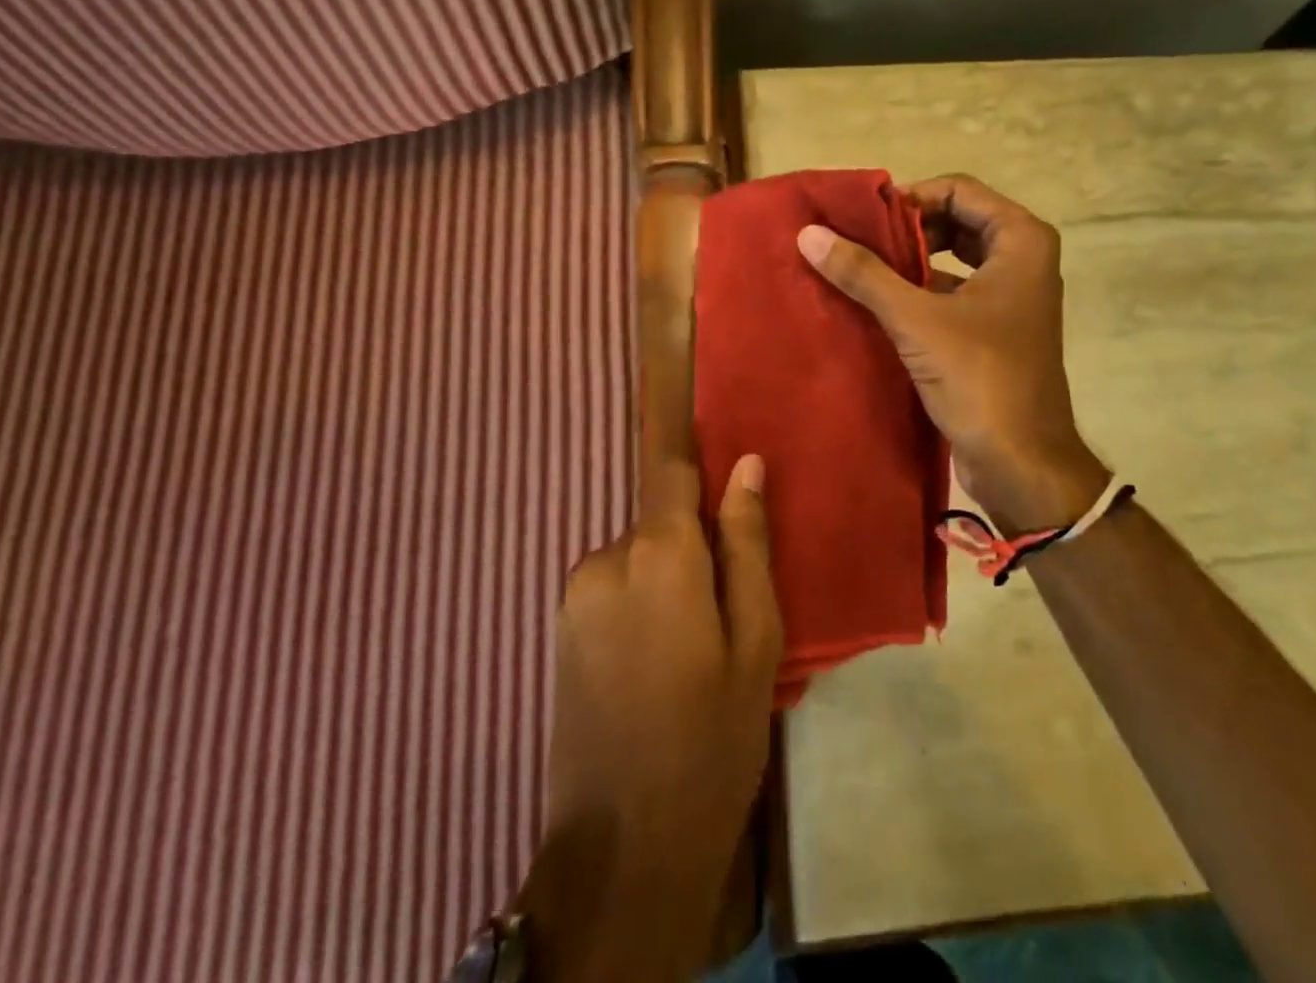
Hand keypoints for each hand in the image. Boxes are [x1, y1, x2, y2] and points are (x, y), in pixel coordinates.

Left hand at [520, 454, 781, 982]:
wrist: (623, 851)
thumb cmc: (711, 739)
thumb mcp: (755, 640)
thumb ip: (747, 543)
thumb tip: (746, 464)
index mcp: (657, 552)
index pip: (672, 468)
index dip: (700, 466)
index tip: (728, 489)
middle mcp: (605, 557)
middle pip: (661, 520)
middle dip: (695, 547)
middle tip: (727, 613)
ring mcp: (574, 594)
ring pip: (640, 557)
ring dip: (669, 581)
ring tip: (694, 651)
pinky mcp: (560, 629)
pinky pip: (614, 588)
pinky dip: (642, 605)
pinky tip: (658, 666)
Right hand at [797, 174, 1107, 531]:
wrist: (1022, 463)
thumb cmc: (980, 378)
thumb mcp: (916, 320)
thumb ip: (864, 274)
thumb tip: (809, 233)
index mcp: (1021, 242)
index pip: (959, 190)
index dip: (911, 197)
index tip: (865, 220)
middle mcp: (1023, 260)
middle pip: (957, 220)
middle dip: (908, 229)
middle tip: (860, 242)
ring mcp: (1011, 297)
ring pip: (954, 259)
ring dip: (910, 261)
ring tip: (859, 269)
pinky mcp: (995, 330)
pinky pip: (953, 292)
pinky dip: (919, 292)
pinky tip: (877, 305)